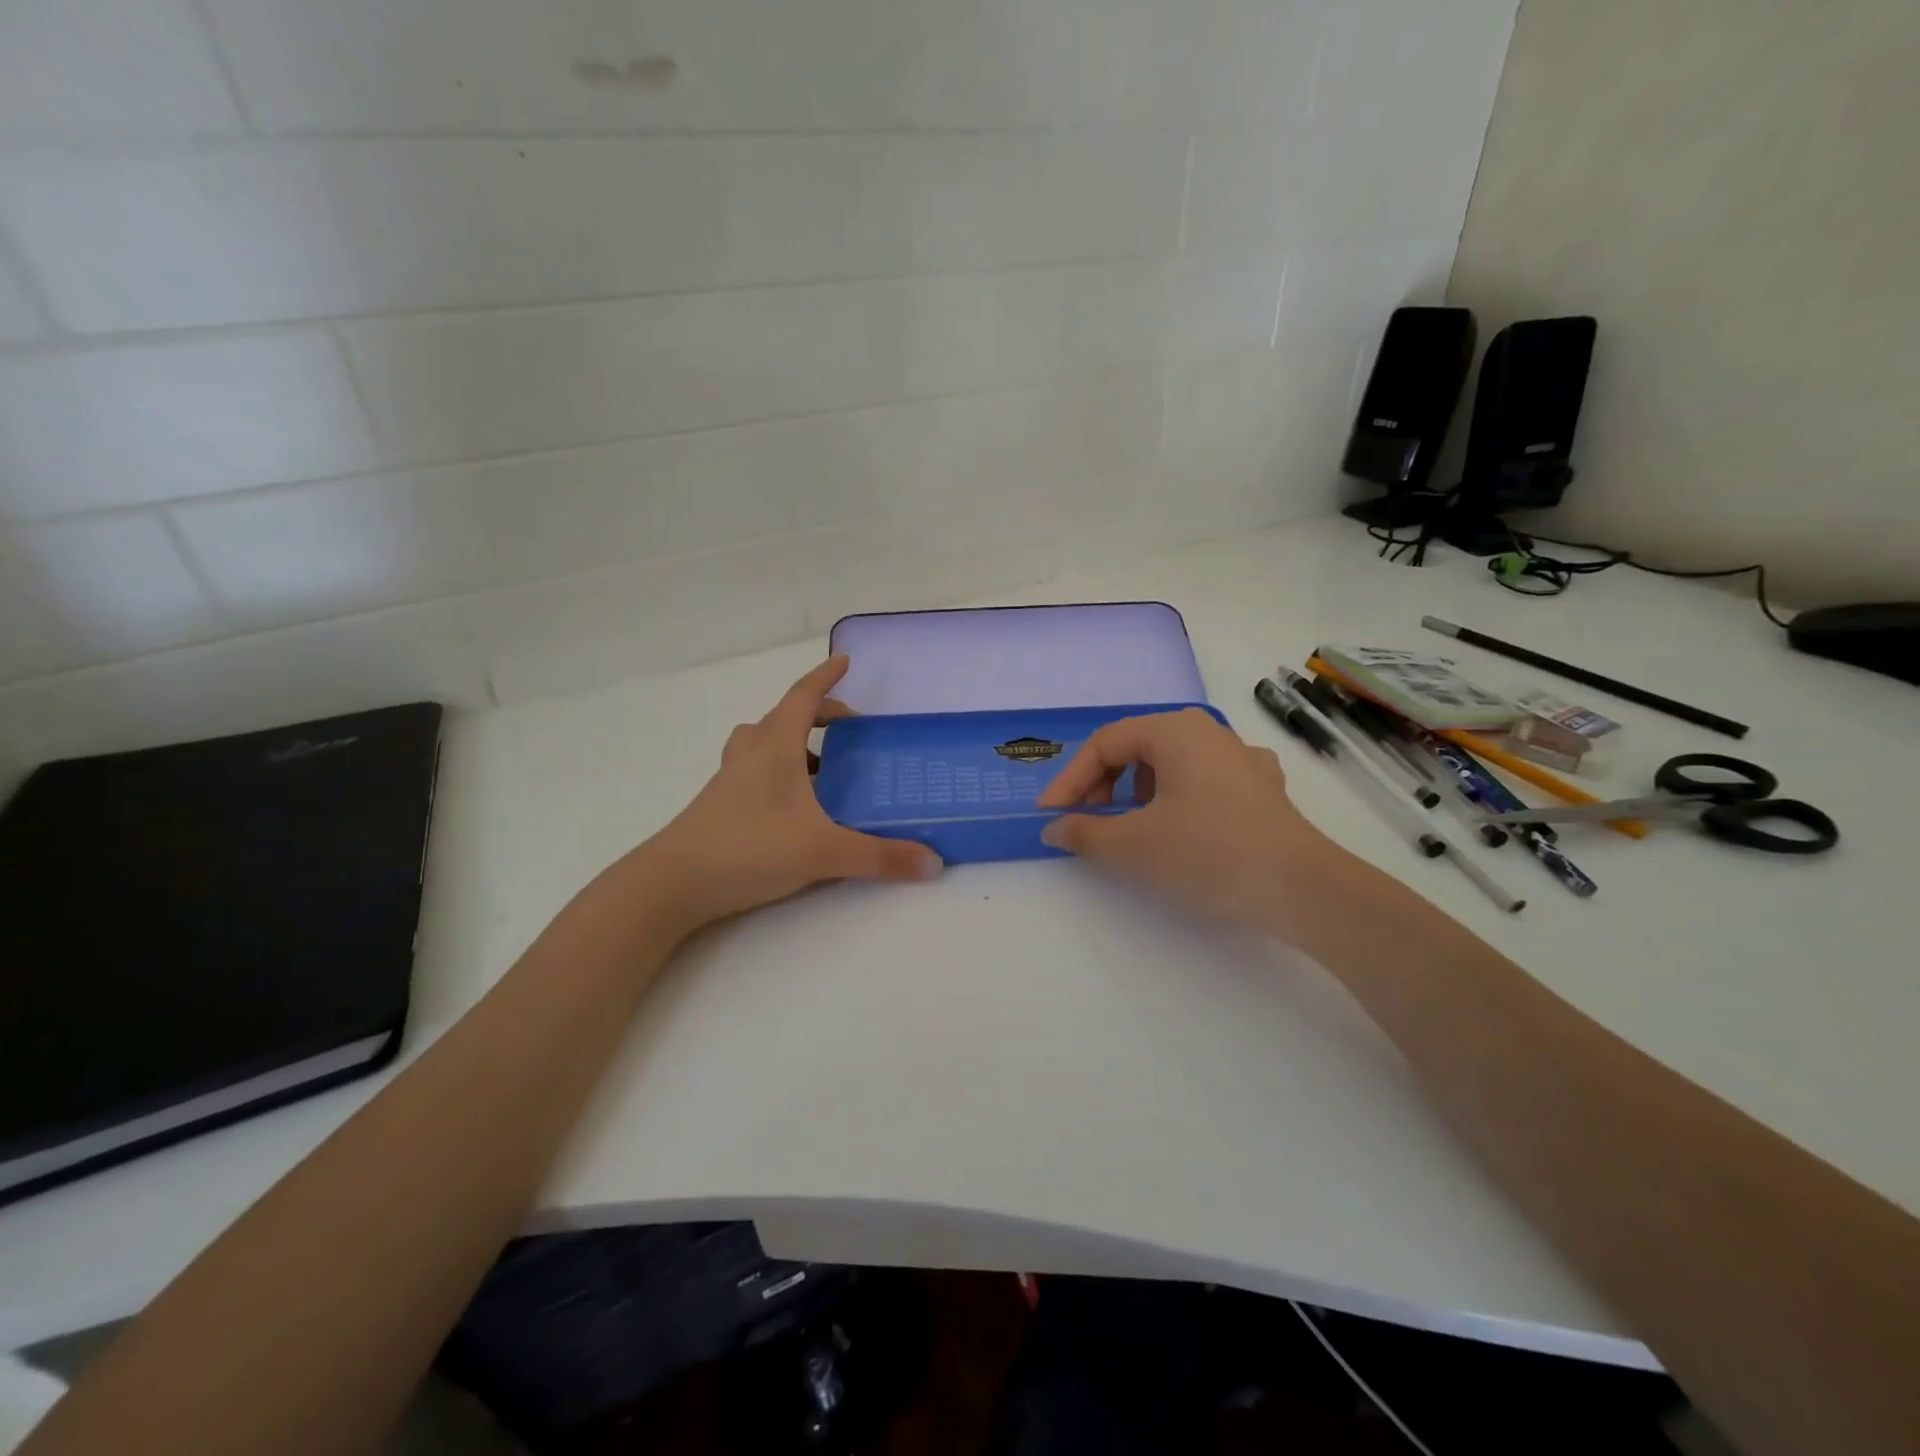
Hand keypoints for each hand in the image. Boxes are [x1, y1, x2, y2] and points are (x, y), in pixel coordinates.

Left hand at [633, 656, 941, 928]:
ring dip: (794, 743)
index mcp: (775, 746)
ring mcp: (730, 780)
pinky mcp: (721, 806)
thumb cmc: (749, 849)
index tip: (845, 660)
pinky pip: (755, 771)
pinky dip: (779, 773)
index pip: (803, 697)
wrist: (672, 884)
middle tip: (850, 730)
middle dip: (819, 714)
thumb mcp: (823, 852)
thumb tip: (934, 863)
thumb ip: (880, 857)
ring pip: (763, 743)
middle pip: (784, 717)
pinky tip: (797, 808)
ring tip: (824, 768)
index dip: (825, 676)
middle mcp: (750, 753)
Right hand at [1035, 708, 1326, 928]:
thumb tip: (1055, 829)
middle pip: (1136, 748)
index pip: (1105, 744)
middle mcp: (1209, 732)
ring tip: (1127, 826)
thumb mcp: (1134, 845)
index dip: (1070, 779)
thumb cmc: (1209, 853)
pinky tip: (1181, 822)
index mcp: (1175, 730)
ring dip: (1136, 792)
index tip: (1049, 816)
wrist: (1303, 890)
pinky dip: (1176, 799)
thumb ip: (1084, 833)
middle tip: (1085, 821)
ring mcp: (1241, 759)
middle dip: (1102, 784)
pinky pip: (1203, 782)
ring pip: (1170, 764)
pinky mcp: (1262, 790)